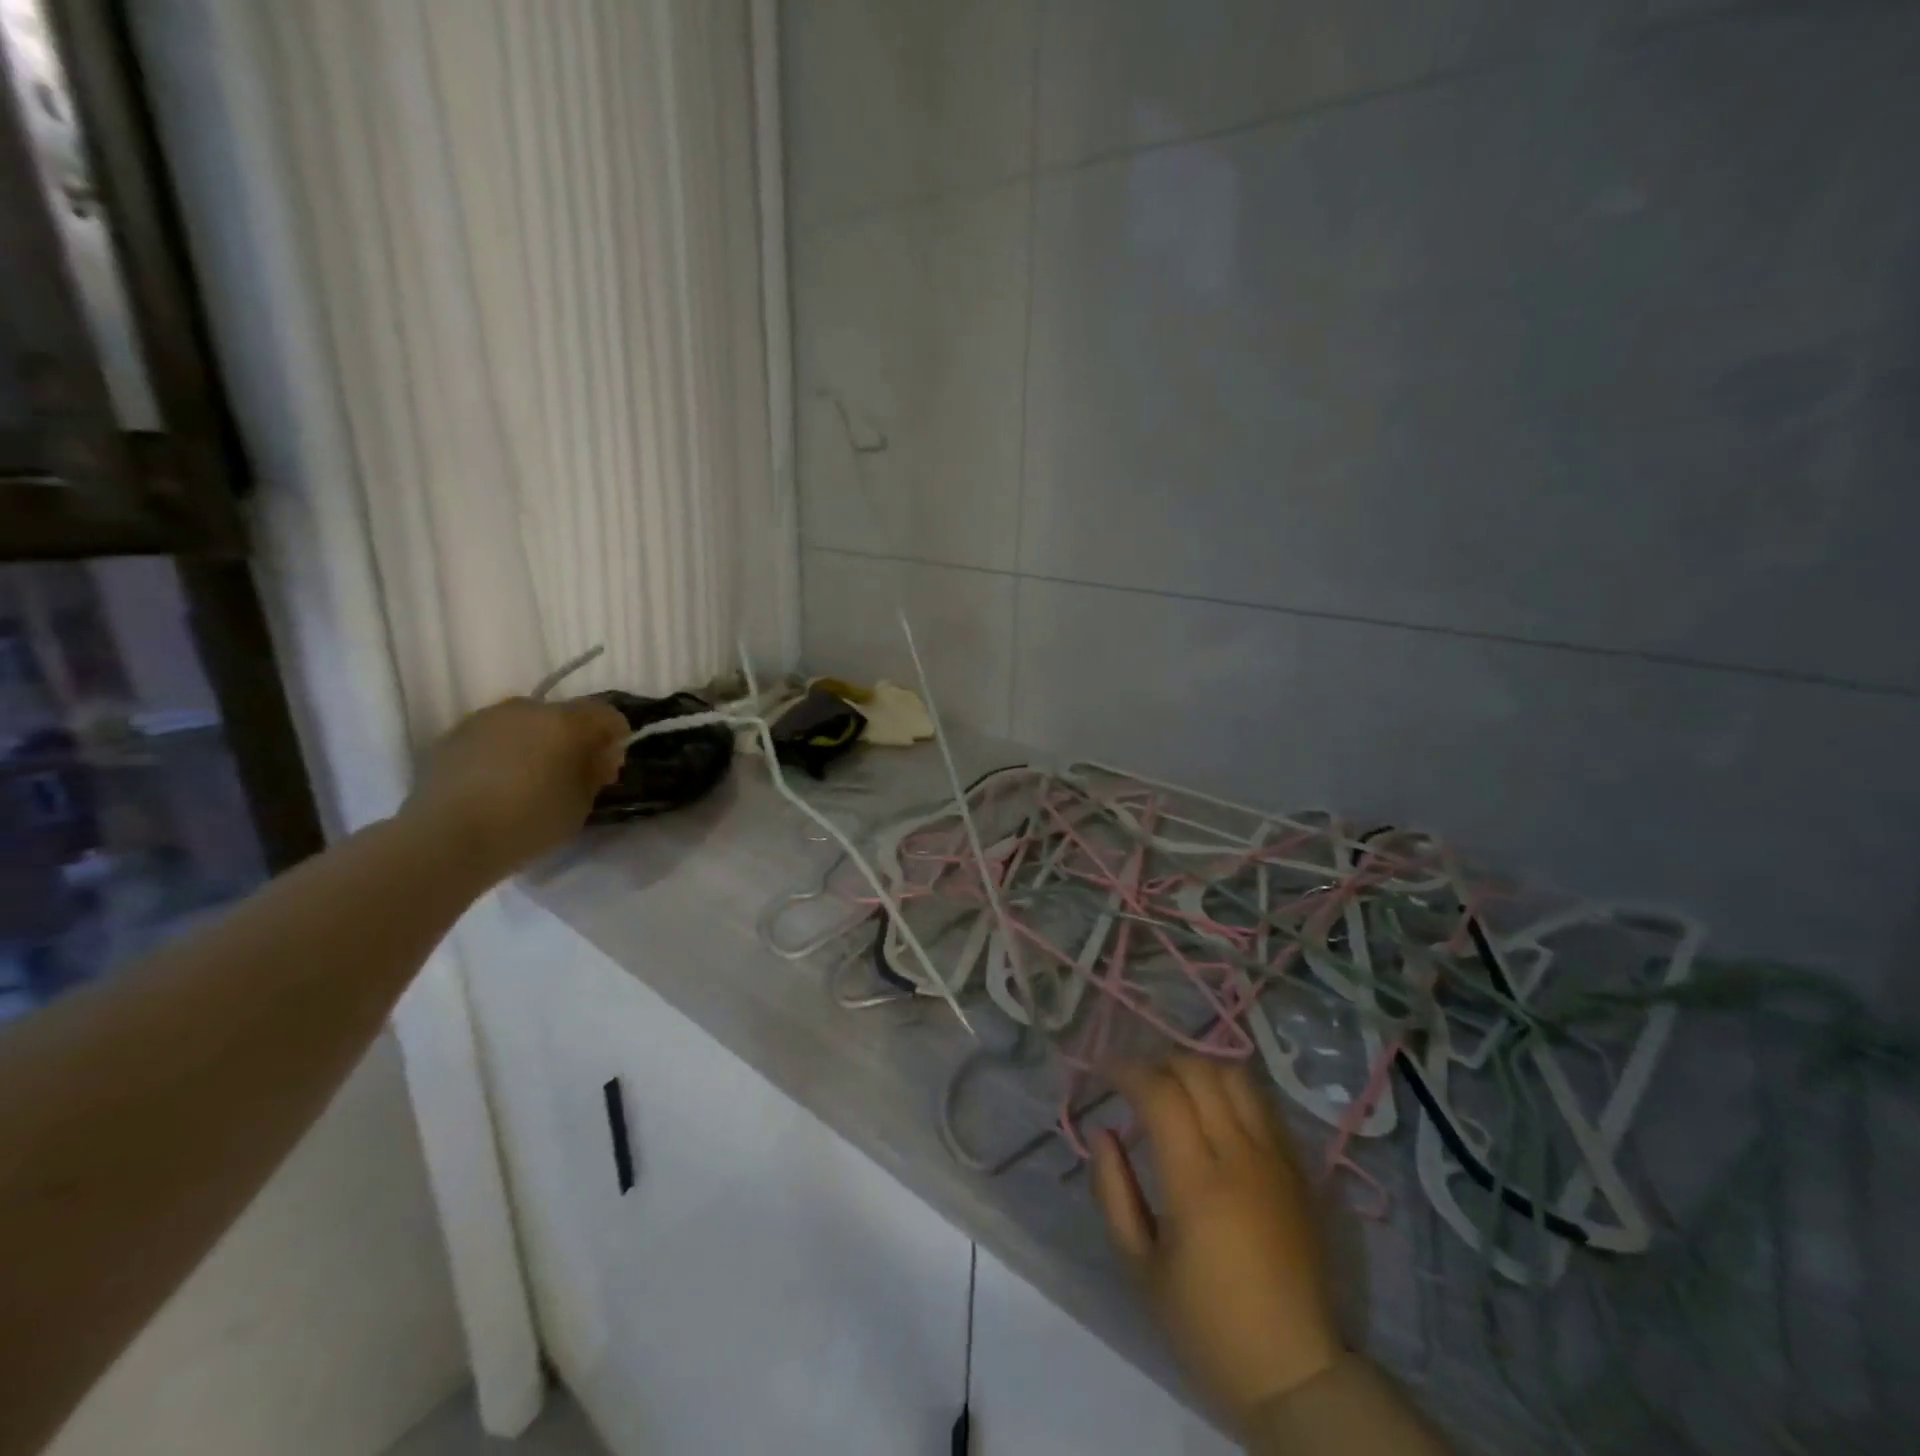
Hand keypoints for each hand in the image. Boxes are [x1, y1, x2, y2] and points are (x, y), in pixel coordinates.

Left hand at [406, 696, 627, 877]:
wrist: (446, 838)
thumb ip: (595, 772)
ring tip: (529, 779)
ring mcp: (486, 718)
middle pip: (563, 715)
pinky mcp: (453, 736)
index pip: (607, 714)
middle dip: (573, 738)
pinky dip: (503, 752)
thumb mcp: (581, 804)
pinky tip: (496, 784)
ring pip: (525, 723)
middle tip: (570, 774)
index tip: (609, 767)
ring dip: (535, 742)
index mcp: (566, 721)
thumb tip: (598, 755)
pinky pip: (493, 737)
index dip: (615, 738)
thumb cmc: (529, 821)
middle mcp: (527, 708)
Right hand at [1092, 1057, 1342, 1434]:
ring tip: (1173, 1087)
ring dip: (1198, 1068)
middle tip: (1135, 1080)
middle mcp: (1240, 1157)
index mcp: (1197, 1183)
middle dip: (1159, 1063)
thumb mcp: (1140, 1267)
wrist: (1295, 1372)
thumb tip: (1103, 1132)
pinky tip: (1212, 1111)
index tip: (1104, 1072)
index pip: (1160, 1094)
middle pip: (1199, 1072)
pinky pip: (1262, 1105)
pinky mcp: (1298, 1170)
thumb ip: (1113, 1191)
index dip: (1127, 1071)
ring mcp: (1276, 1159)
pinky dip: (1230, 1091)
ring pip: (1236, 1077)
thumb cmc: (1206, 1326)